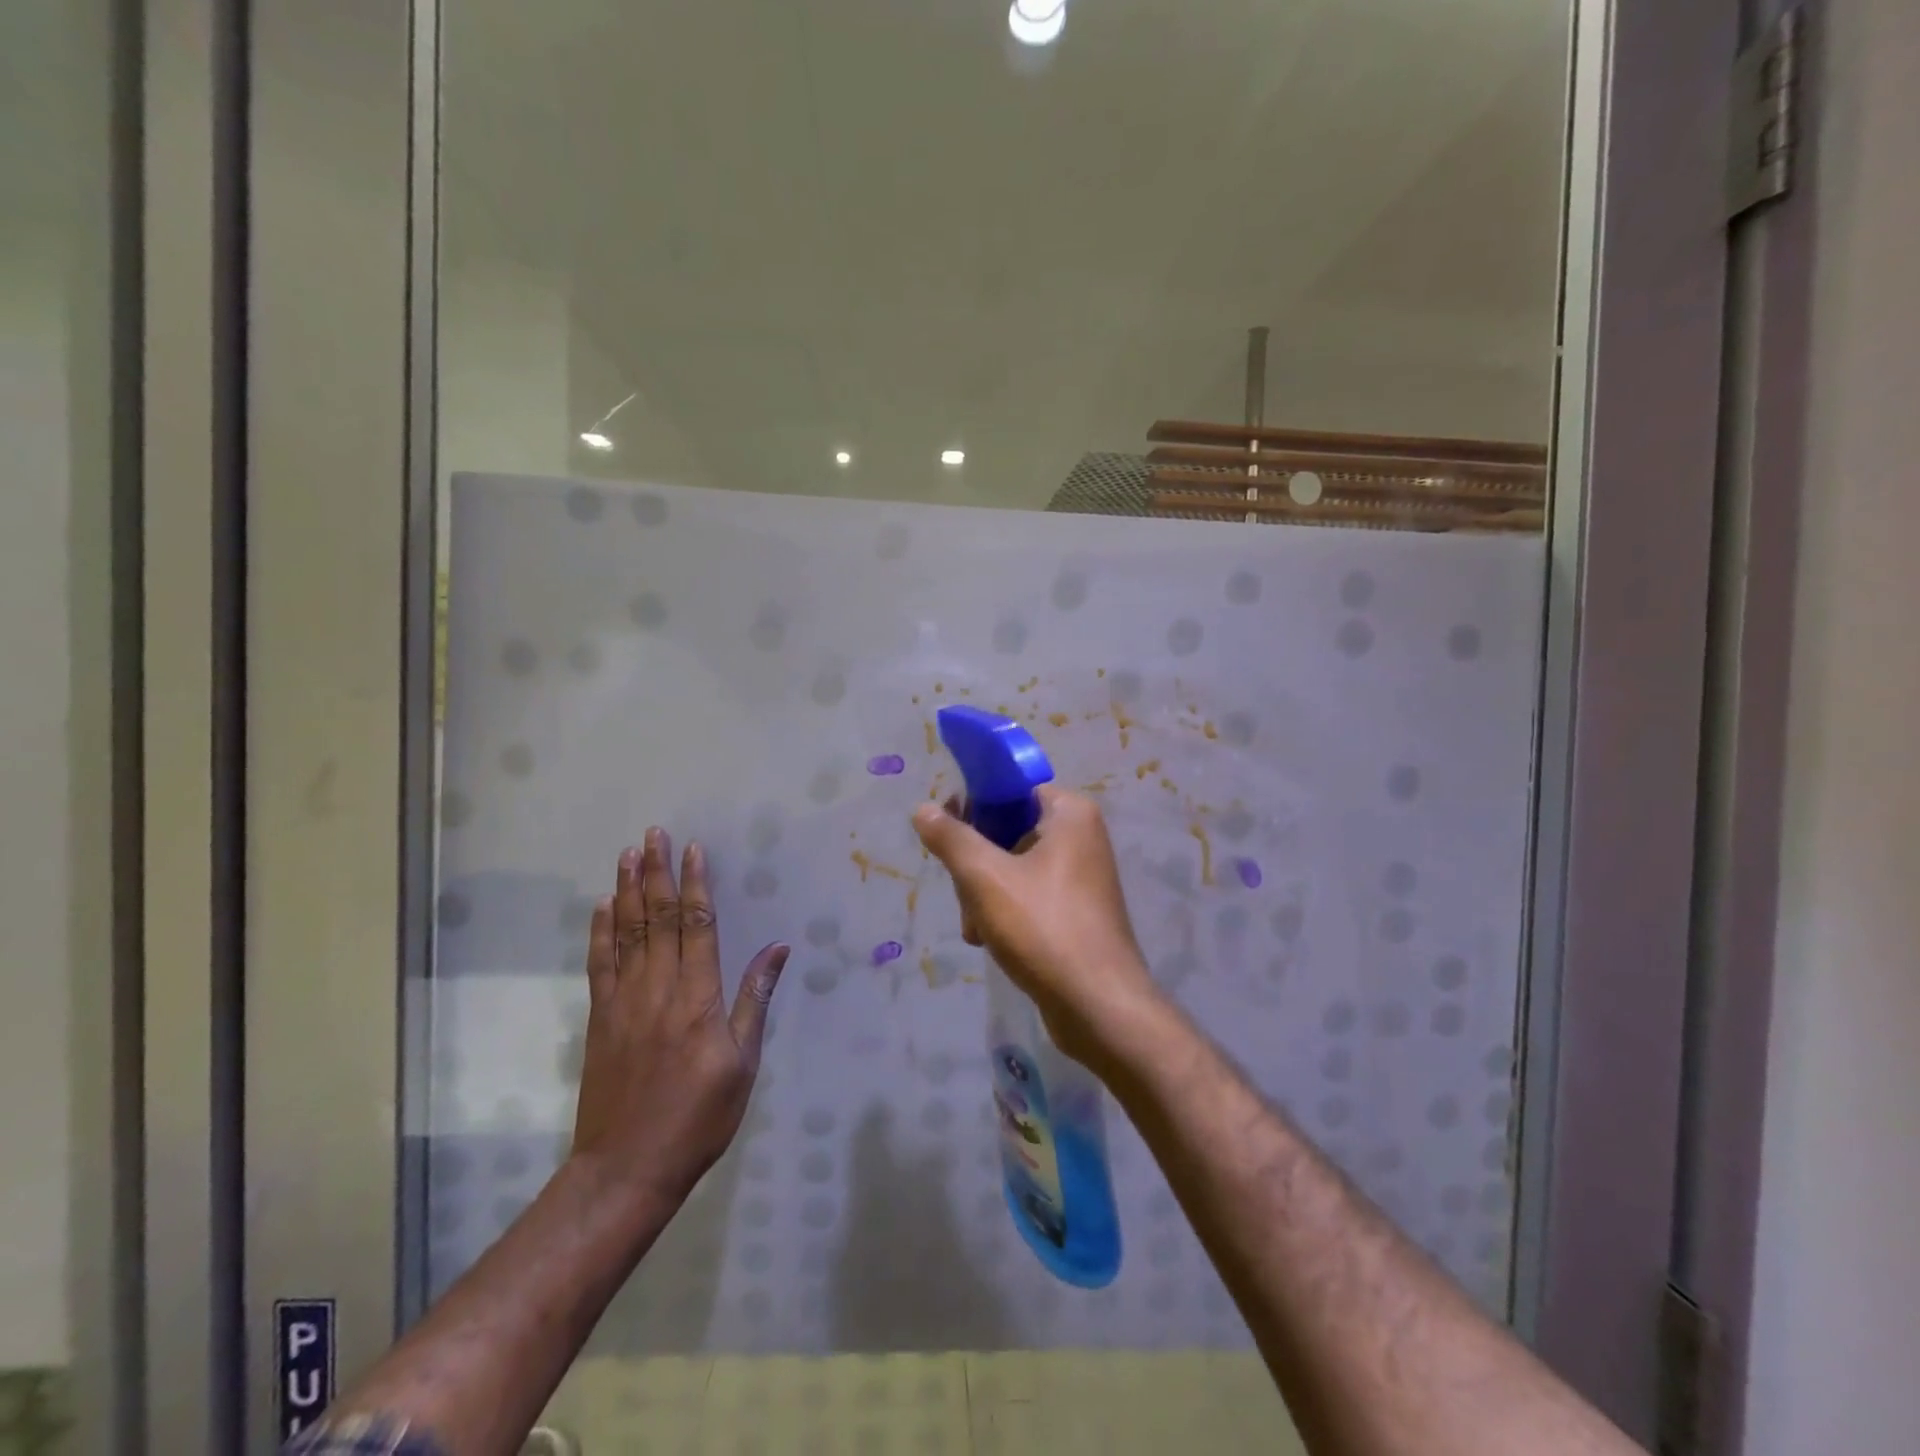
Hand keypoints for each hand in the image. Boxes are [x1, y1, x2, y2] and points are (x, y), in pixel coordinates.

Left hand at [570, 828, 789, 1205]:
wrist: (627, 1169)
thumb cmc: (699, 1117)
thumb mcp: (743, 1063)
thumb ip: (755, 1000)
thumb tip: (778, 949)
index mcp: (698, 998)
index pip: (698, 926)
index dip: (697, 884)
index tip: (694, 849)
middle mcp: (658, 989)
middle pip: (659, 918)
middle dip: (657, 873)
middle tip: (654, 834)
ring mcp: (623, 1002)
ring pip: (627, 933)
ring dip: (628, 890)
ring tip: (628, 854)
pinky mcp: (600, 1019)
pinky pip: (600, 964)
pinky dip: (601, 931)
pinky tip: (602, 906)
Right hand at [912, 786, 1161, 1066]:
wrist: (1097, 1005)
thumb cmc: (1043, 927)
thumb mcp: (985, 878)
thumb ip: (951, 838)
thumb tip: (923, 809)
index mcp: (1070, 813)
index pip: (1010, 789)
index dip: (973, 806)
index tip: (947, 836)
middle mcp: (1080, 836)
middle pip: (1007, 830)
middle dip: (976, 865)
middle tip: (965, 896)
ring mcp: (1081, 875)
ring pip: (1012, 866)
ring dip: (983, 894)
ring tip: (976, 929)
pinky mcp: (1076, 910)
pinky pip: (1028, 894)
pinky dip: (1004, 912)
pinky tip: (989, 940)